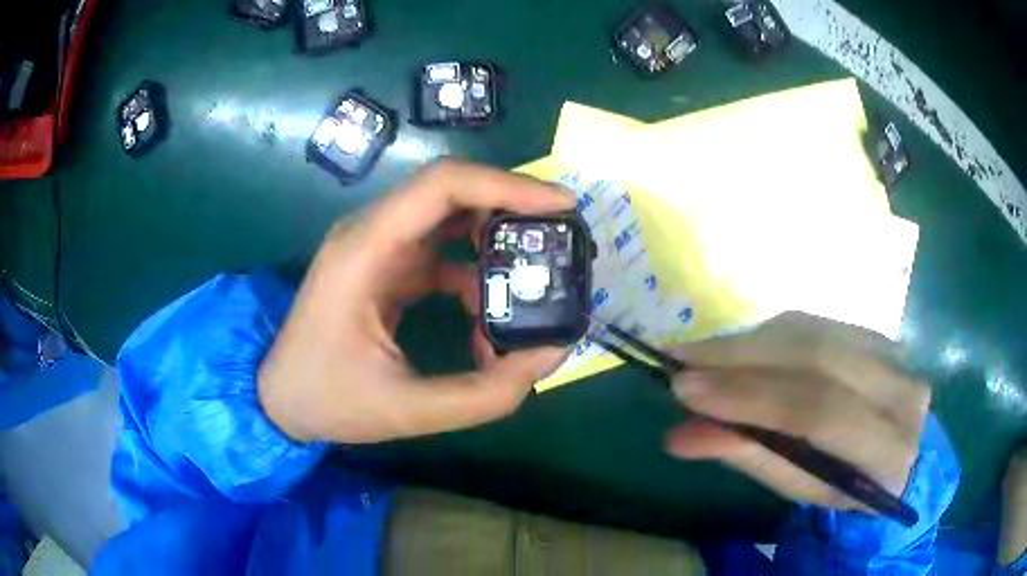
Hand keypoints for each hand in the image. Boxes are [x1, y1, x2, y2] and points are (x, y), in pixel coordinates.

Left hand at [258, 160, 573, 443]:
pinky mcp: (383, 266)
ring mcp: (375, 247)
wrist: (277, 399)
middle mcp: (369, 233)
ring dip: (494, 247)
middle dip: (511, 210)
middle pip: (451, 192)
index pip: (442, 186)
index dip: (507, 186)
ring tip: (529, 290)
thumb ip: (487, 393)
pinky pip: (441, 253)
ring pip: (450, 220)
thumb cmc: (327, 400)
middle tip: (558, 242)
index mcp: (364, 251)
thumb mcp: (409, 411)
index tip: (562, 206)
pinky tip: (485, 320)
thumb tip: (551, 353)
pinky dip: (473, 278)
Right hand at [666, 312, 929, 510]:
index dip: (752, 397)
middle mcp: (901, 392)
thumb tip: (680, 434)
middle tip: (680, 360)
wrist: (895, 456)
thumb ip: (750, 457)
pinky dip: (771, 334)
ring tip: (698, 353)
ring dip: (751, 341)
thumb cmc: (843, 487)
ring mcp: (896, 355)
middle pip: (817, 358)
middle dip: (742, 357)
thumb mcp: (799, 488)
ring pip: (816, 332)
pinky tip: (737, 347)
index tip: (685, 389)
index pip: (820, 412)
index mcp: (888, 451)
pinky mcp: (880, 334)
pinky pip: (819, 324)